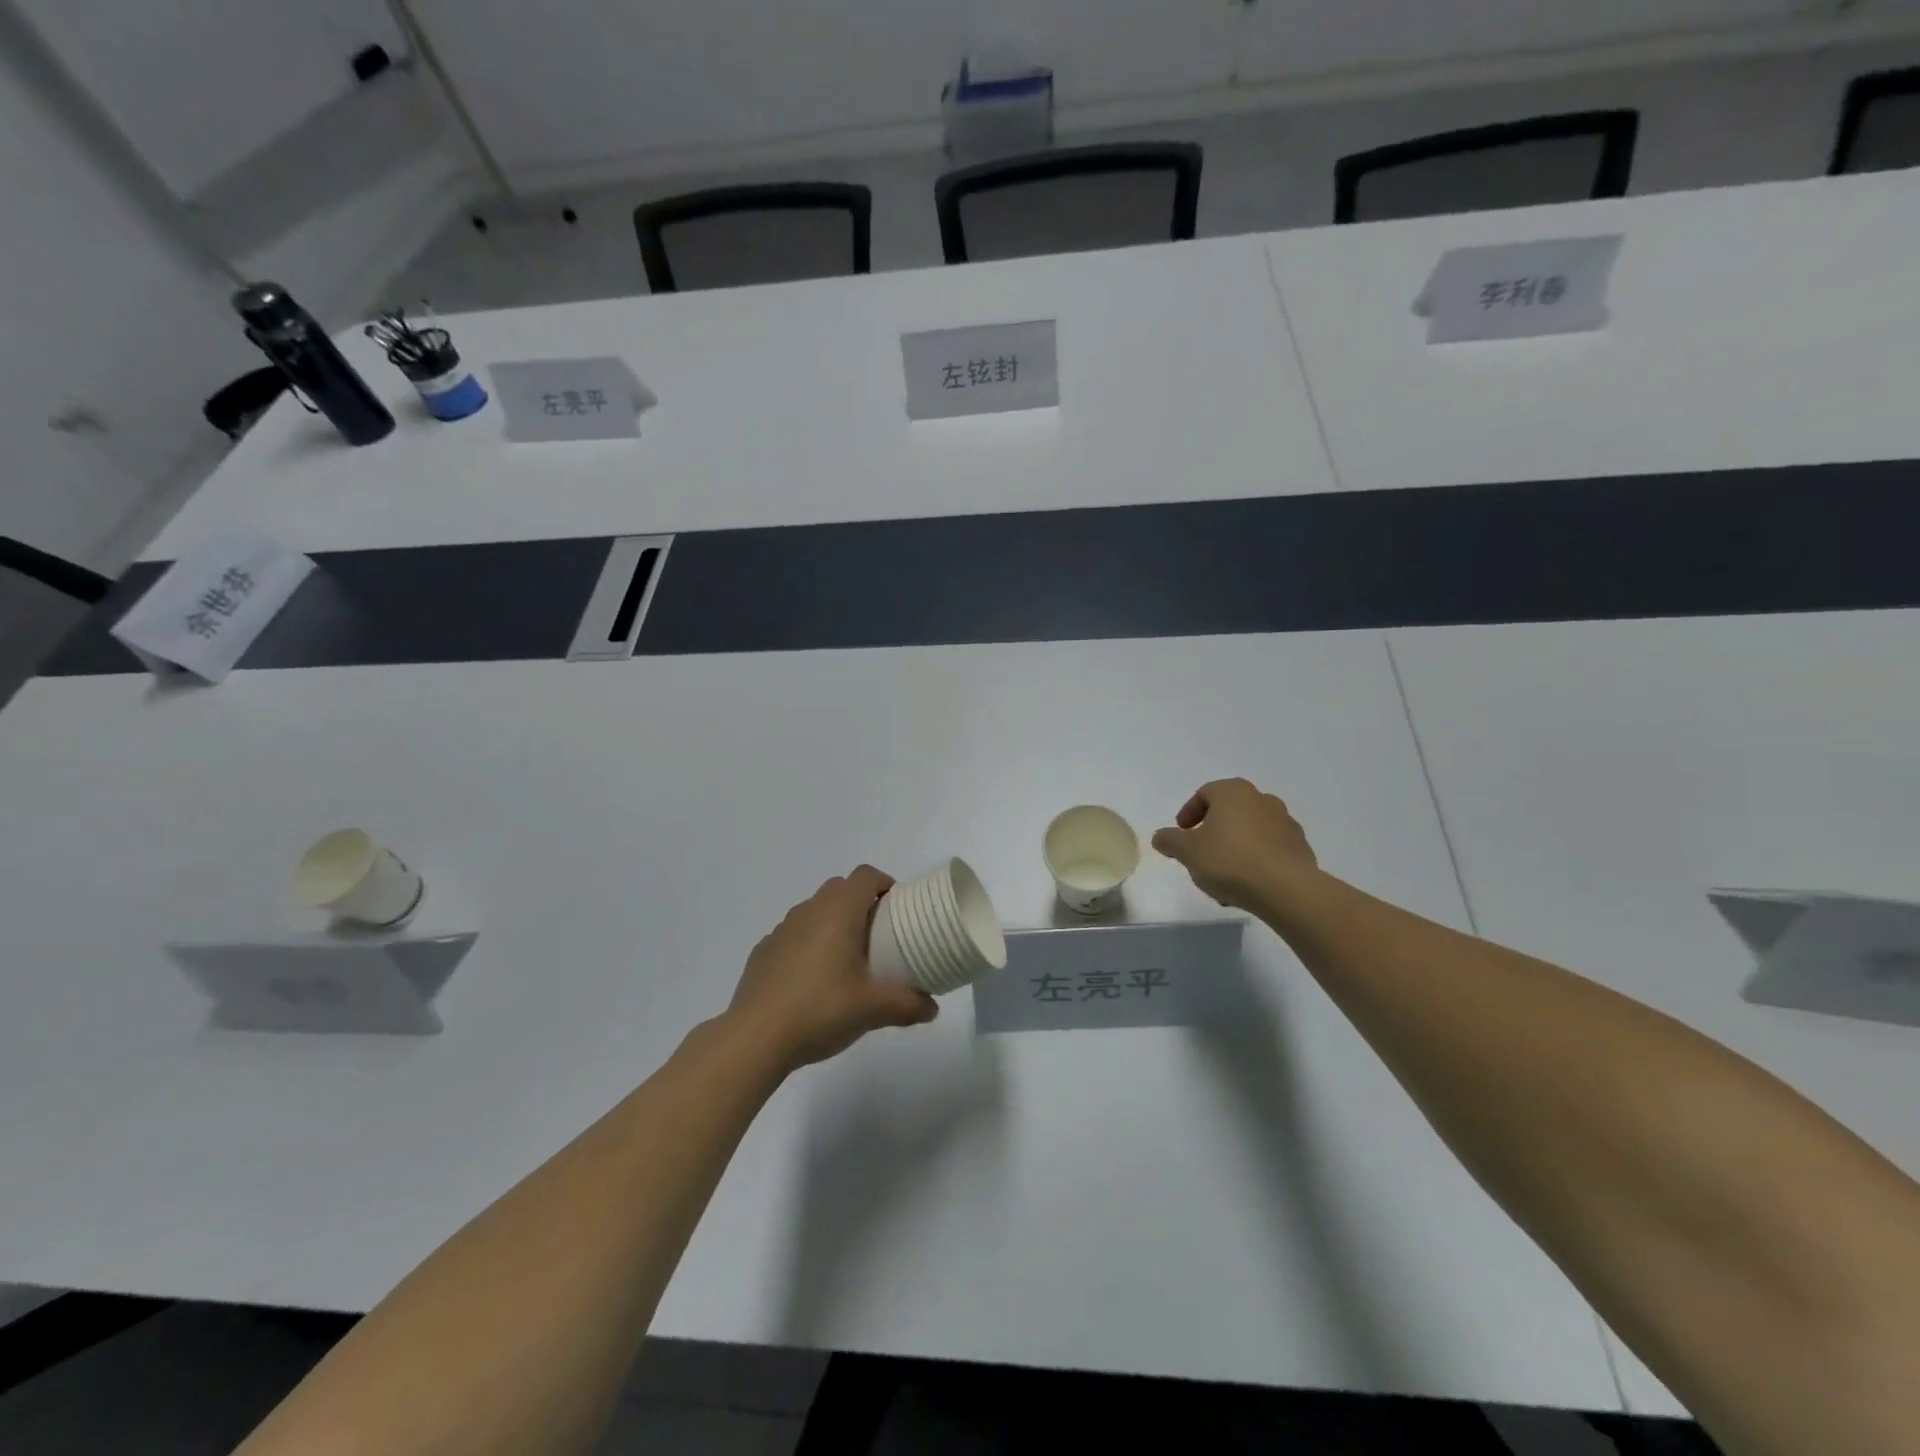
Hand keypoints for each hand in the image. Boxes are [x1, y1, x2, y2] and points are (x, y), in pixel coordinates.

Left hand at [726, 866, 936, 1073]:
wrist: (755, 1038)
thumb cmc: (820, 1010)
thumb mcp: (872, 1010)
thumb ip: (907, 1005)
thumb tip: (932, 1007)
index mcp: (838, 912)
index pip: (865, 875)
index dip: (884, 883)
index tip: (897, 908)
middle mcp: (809, 910)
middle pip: (839, 888)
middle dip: (860, 903)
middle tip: (876, 936)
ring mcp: (781, 930)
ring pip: (814, 911)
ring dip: (832, 923)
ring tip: (845, 961)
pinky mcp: (762, 952)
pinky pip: (792, 936)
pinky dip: (807, 945)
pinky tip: (811, 981)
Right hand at [1151, 778, 1319, 913]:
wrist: (1287, 890)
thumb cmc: (1230, 861)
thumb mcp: (1188, 851)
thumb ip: (1170, 841)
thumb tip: (1160, 837)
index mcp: (1233, 792)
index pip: (1204, 794)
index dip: (1188, 814)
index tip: (1181, 835)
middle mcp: (1262, 799)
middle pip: (1229, 812)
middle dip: (1212, 832)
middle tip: (1200, 854)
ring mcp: (1285, 822)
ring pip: (1250, 832)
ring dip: (1234, 848)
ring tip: (1222, 877)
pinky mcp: (1300, 847)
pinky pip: (1269, 849)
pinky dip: (1255, 860)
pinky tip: (1246, 883)